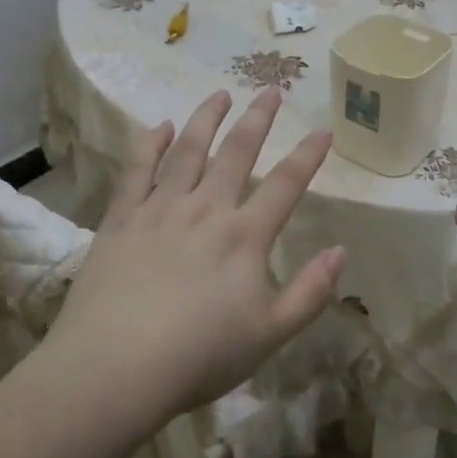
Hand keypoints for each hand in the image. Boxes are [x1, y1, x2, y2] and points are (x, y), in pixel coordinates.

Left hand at [47, 89, 344, 423]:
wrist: (115, 367)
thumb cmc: (199, 356)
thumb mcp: (269, 335)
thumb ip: (310, 293)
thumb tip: (341, 251)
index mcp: (244, 236)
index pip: (285, 184)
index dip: (307, 155)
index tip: (323, 129)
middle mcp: (206, 209)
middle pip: (237, 152)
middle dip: (257, 118)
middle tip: (270, 90)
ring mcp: (160, 208)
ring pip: (188, 150)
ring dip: (206, 119)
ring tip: (220, 94)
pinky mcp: (121, 218)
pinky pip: (137, 169)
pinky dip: (149, 143)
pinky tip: (158, 126)